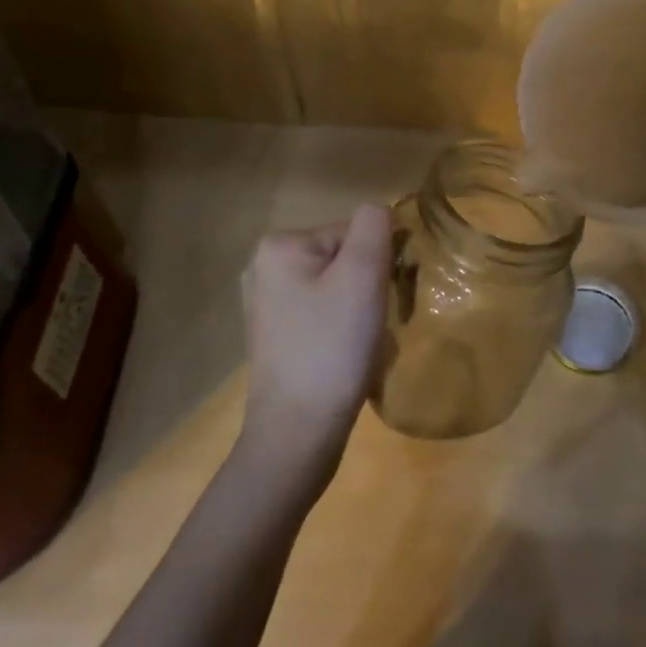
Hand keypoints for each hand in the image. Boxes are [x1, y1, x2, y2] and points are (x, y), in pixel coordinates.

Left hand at [238, 205, 392, 473]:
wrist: (298, 433)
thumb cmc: (333, 347)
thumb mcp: (363, 275)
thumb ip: (375, 227)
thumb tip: (379, 213)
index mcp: (279, 245)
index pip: (353, 233)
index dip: (377, 263)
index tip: (382, 299)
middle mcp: (264, 267)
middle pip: (344, 259)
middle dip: (367, 287)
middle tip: (373, 325)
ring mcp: (265, 304)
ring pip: (337, 288)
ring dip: (358, 310)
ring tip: (361, 345)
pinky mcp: (274, 336)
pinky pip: (323, 315)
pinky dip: (341, 330)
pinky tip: (345, 357)